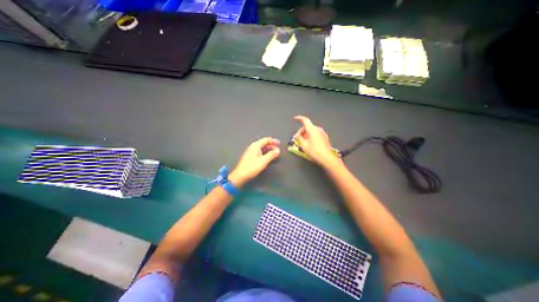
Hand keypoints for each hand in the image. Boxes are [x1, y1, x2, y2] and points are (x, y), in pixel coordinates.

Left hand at [228, 137, 279, 185]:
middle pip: (263, 143)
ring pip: (261, 148)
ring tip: (274, 154)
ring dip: (268, 150)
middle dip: (271, 146)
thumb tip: (278, 150)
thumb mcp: (263, 161)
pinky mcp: (249, 157)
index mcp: (256, 146)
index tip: (279, 144)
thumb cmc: (252, 167)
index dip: (273, 141)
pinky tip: (267, 157)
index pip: (266, 140)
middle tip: (278, 150)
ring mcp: (250, 152)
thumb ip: (271, 155)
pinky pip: (259, 152)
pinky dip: (265, 153)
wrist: (240, 175)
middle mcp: (252, 147)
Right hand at [294, 114, 339, 167]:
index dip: (299, 118)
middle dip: (301, 132)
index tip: (295, 118)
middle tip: (297, 139)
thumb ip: (298, 138)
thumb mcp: (303, 145)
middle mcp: (318, 129)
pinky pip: (315, 134)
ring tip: (303, 143)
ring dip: (306, 135)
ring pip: (311, 131)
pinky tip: (309, 144)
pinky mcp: (324, 137)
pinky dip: (311, 137)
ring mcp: (322, 133)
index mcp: (312, 129)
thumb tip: (296, 135)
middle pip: (307, 127)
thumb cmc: (314, 151)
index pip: (305, 120)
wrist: (326, 157)